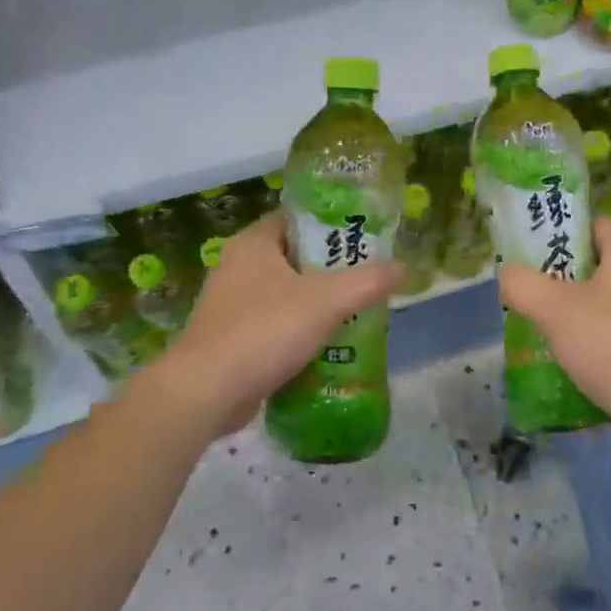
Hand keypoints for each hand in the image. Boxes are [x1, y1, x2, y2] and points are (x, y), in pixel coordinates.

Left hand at [158, 214, 400, 432]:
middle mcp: (237, 265)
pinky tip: (327, 342)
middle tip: (368, 276)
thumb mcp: (326, 301)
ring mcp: (230, 303)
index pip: (298, 218)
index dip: (332, 224)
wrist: (206, 393)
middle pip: (295, 256)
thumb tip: (405, 268)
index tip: (365, 238)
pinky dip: (298, 328)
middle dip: (331, 268)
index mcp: (254, 243)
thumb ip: (368, 282)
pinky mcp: (230, 337)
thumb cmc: (265, 331)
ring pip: (285, 292)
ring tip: (356, 309)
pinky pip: (273, 322)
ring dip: (316, 301)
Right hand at [496, 218, 610, 448]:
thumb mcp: (554, 308)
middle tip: (529, 289)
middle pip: (596, 264)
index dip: (564, 230)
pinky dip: (590, 340)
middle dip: (561, 275)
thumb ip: (522, 284)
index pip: (595, 224)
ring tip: (540, 325)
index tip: (532, 249)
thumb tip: (508, 273)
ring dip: (573, 311)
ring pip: (603, 301)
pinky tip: (567, 359)